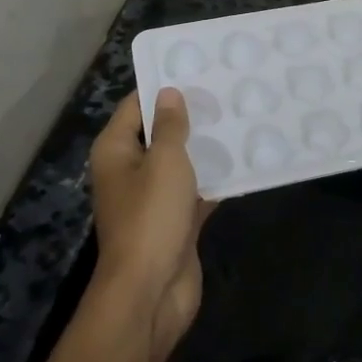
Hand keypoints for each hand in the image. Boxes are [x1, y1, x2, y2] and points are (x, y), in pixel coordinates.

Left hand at [88, 89, 214, 361]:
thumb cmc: (151, 217)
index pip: (135, 106)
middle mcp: (130, 171)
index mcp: (116, 151)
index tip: (196, 68)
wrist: (150, 294)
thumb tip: (168, 93)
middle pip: (159, 133)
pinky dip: (215, 179)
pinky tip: (245, 161)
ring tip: (241, 118)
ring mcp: (153, 199)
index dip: (162, 87)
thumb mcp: (164, 162)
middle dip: (190, 116)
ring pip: (181, 162)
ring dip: (206, 147)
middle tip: (226, 91)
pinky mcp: (175, 222)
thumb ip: (169, 126)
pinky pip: (196, 191)